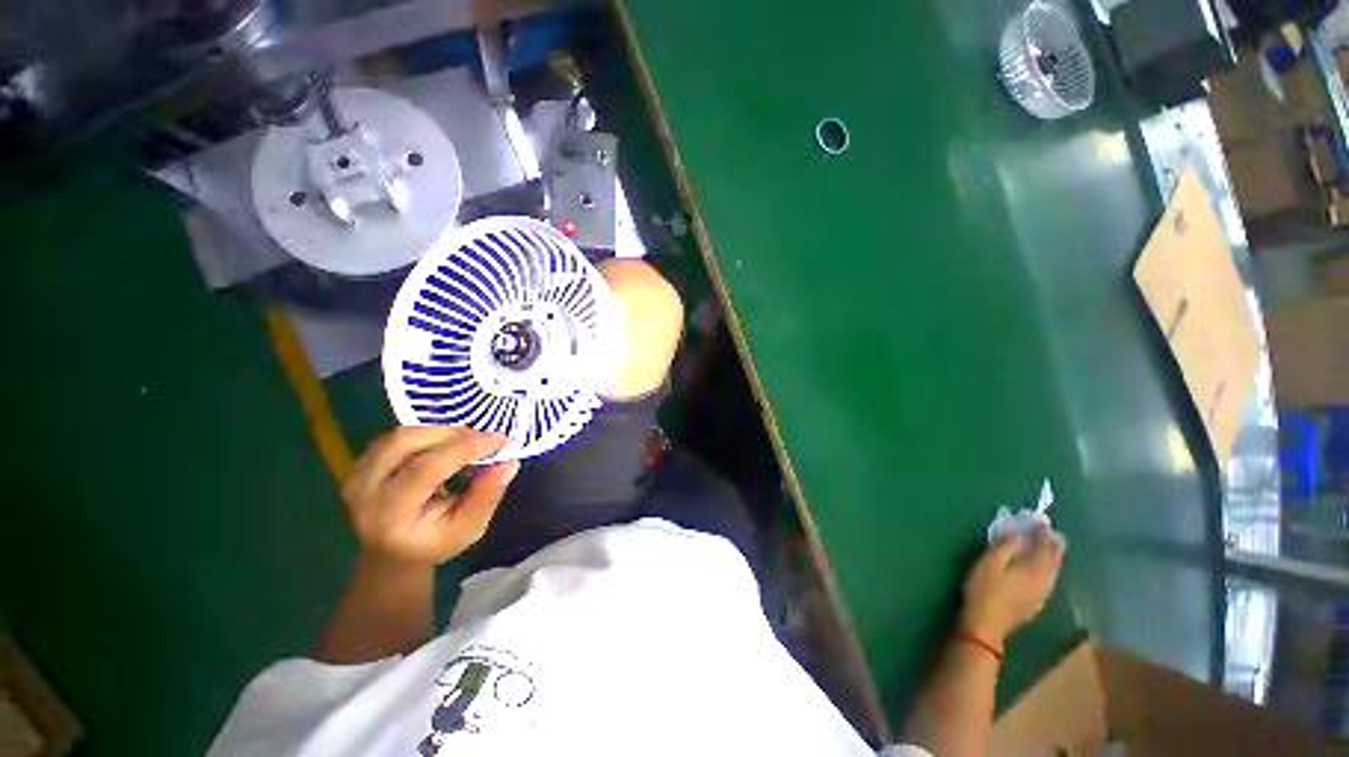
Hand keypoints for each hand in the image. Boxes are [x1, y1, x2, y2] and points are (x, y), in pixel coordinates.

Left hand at [341, 427, 519, 565]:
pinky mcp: (363, 460)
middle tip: (487, 440)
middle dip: (454, 434)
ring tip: (472, 442)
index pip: (424, 469)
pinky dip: (432, 433)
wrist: (396, 551)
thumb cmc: (436, 542)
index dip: (465, 449)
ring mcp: (357, 472)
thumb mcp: (469, 529)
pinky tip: (451, 444)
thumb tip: (508, 463)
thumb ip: (486, 496)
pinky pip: (400, 435)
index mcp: (387, 515)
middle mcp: (363, 490)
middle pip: (407, 442)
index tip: (502, 441)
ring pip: (403, 434)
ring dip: (444, 431)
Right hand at [959, 526, 1064, 646]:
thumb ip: (1005, 545)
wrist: (985, 626)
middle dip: (1051, 543)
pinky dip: (1044, 568)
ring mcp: (1042, 595)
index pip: (1047, 546)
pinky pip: (1046, 579)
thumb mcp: (990, 563)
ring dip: (1048, 556)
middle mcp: (1045, 581)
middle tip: (1044, 530)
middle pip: (1054, 559)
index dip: (1044, 531)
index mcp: (1036, 569)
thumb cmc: (985, 590)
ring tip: (1041, 546)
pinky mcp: (1034, 603)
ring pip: (1052, 571)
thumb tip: (1017, 528)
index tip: (1039, 518)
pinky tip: (1035, 568)